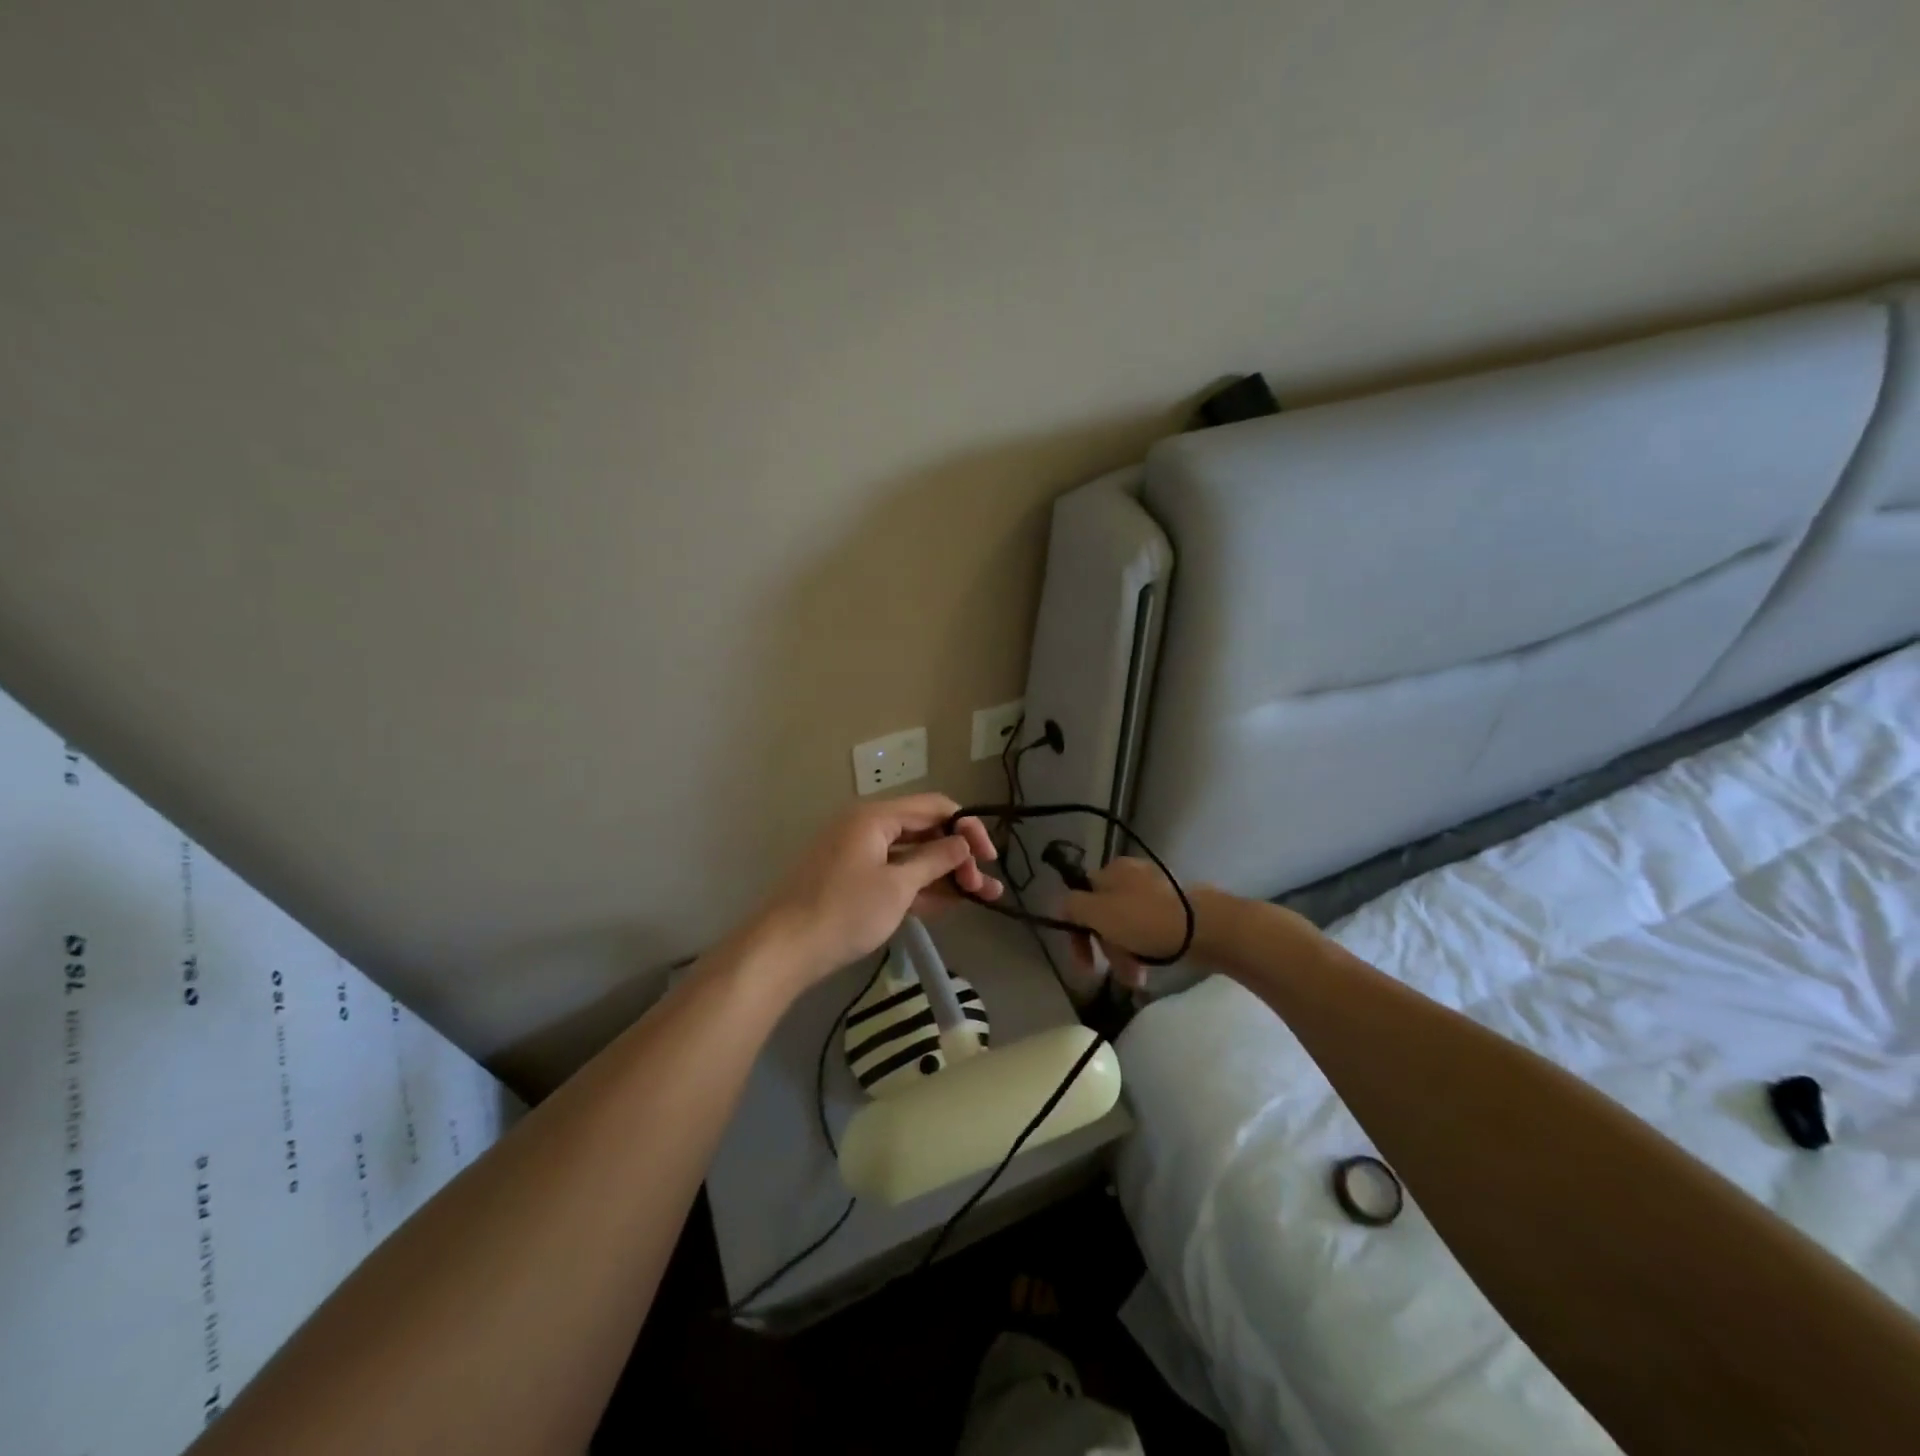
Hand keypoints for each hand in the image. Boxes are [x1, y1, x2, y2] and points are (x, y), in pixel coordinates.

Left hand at [755, 793, 1000, 987]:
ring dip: (946, 875)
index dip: (967, 827)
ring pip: (913, 857)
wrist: (784, 949)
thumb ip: (935, 860)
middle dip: (959, 856)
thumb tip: (963, 842)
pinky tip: (951, 903)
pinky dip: (921, 887)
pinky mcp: (855, 882)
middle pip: (925, 831)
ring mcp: (860, 856)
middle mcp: (868, 828)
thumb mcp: (897, 886)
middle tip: (982, 885)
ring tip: (983, 896)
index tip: (989, 856)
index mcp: (876, 817)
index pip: (934, 807)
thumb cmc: (844, 911)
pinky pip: (896, 876)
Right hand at [1061, 856, 1204, 987]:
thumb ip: (1073, 906)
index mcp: (1111, 870)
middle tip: (1113, 971)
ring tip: (1135, 979)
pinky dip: (1144, 951)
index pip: (1081, 898)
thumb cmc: (1145, 920)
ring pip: (1126, 927)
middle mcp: (1132, 875)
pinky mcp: (1175, 910)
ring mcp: (1155, 892)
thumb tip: (1063, 905)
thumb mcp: (1099, 912)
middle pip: (1104, 915)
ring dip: (1124, 955)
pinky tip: (1149, 968)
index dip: (1076, 930)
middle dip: (1105, 948)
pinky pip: (1148, 931)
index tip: (1083, 961)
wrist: (1205, 928)